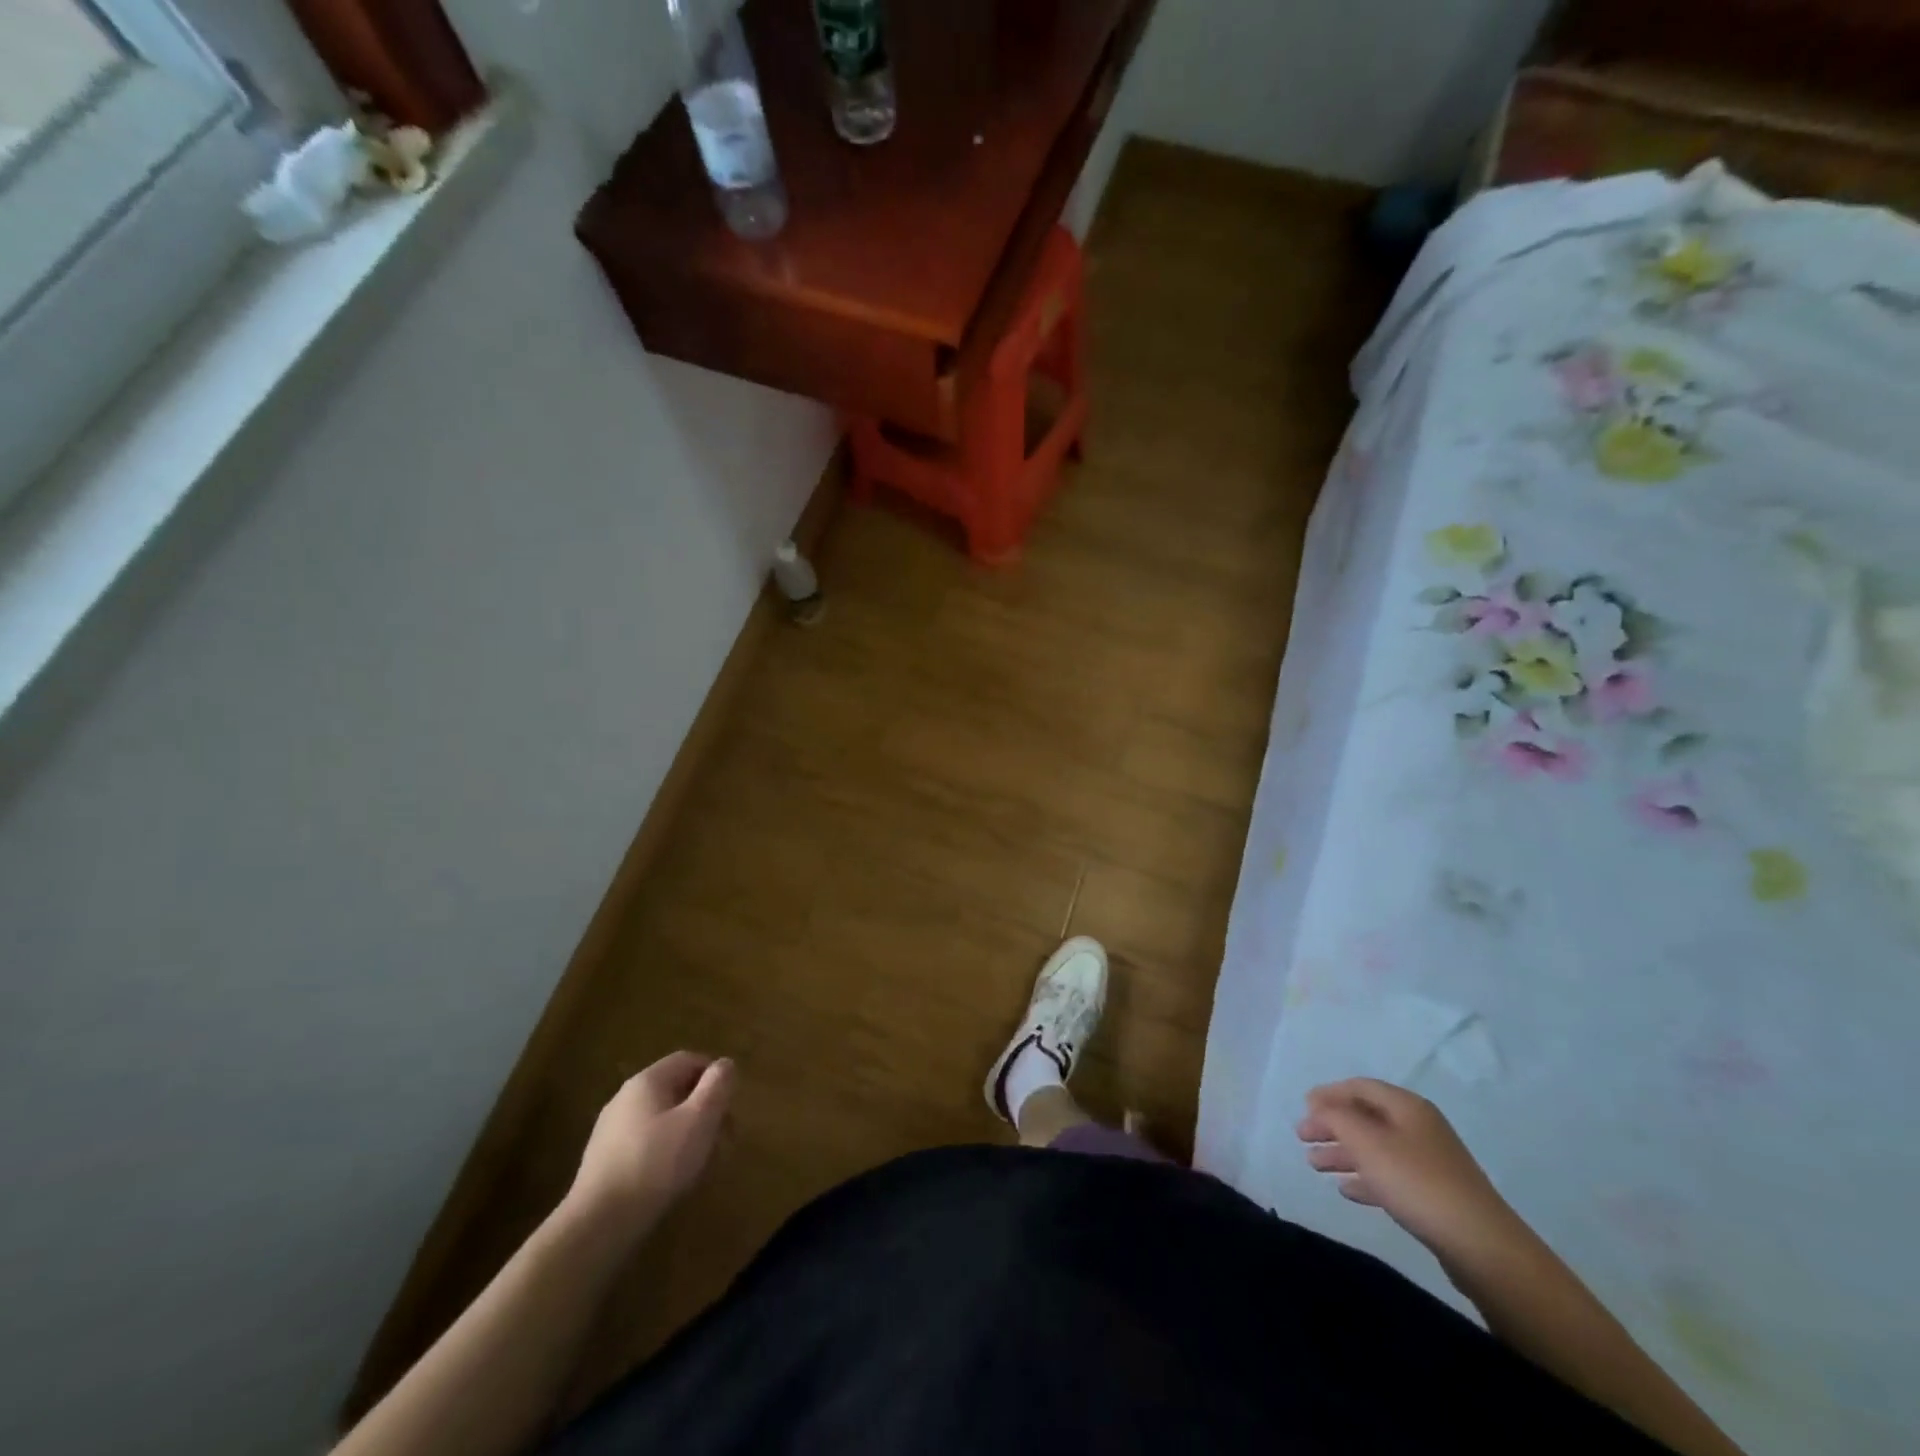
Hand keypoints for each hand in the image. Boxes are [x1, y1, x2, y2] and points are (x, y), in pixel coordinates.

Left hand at [566, 1052, 733, 1234]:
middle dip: (704, 1110)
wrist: (598, 1224)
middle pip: (676, 1090)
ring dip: (688, 1133)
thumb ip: (717, 1086)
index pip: (688, 1060)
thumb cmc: (656, 1163)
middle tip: (723, 1138)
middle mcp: (625, 1098)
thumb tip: (725, 1064)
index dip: (715, 1076)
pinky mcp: (604, 1161)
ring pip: (662, 1119)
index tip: (731, 1103)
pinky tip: (674, 1180)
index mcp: (647, 1081)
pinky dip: (667, 1152)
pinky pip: (646, 1144)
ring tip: (703, 1164)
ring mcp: (611, 1130)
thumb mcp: (699, 1120)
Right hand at [1296, 1078, 1521, 1262]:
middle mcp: (1418, 1127)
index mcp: (1406, 1106)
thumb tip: (1320, 1108)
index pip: (1359, 1087)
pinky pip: (1390, 1176)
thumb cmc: (1417, 1182)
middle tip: (1302, 1139)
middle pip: (1365, 1118)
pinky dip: (1365, 1178)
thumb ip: (1336, 1118)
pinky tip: (1347, 1190)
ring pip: (1375, 1148)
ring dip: (1343, 1153)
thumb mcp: (1367, 1143)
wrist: (1481, 1246)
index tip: (1303, 1109)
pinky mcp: (1433, 1194)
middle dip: (1332, 1126)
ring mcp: (1429, 1162)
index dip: (1328, 1094)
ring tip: (1315, 1166)